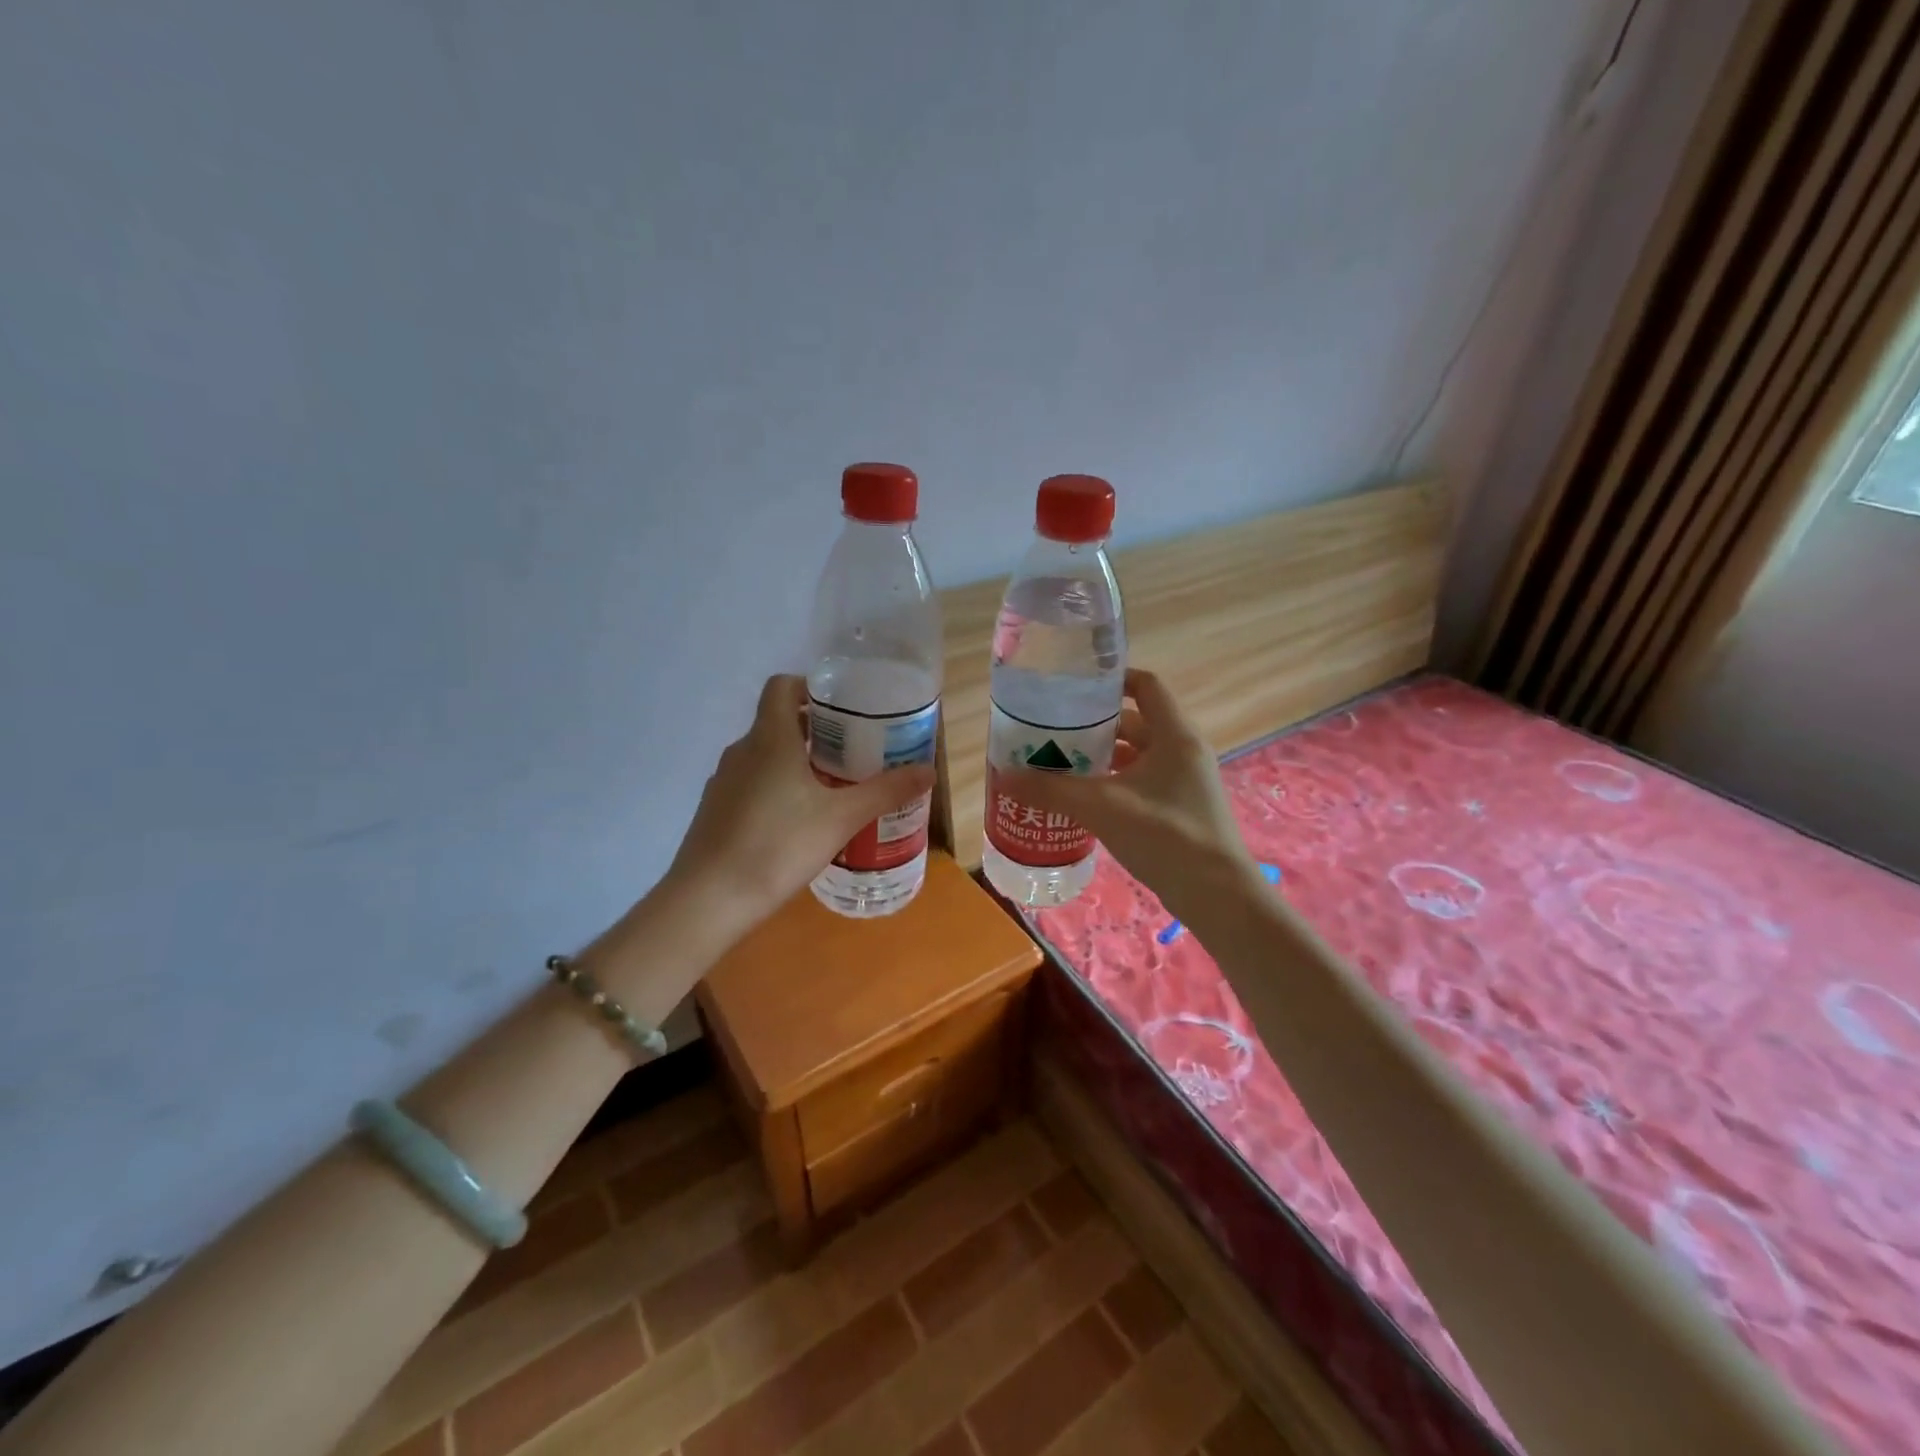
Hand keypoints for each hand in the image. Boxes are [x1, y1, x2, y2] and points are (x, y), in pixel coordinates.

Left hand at [665, 674, 934, 929]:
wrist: (709, 899)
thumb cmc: (779, 845)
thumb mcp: (842, 818)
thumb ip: (885, 791)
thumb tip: (929, 771)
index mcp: (770, 738)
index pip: (782, 686)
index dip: (810, 686)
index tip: (843, 707)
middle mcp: (742, 751)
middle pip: (778, 722)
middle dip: (816, 731)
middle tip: (853, 751)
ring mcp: (723, 782)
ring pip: (765, 756)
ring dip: (796, 762)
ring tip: (833, 787)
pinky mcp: (715, 810)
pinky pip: (752, 784)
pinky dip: (777, 788)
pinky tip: (799, 822)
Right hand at [1007, 668, 1260, 920]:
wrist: (1217, 896)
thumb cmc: (1165, 836)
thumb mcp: (1101, 807)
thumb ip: (1051, 790)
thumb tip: (1004, 776)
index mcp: (1174, 735)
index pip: (1146, 685)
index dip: (1112, 680)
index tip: (1075, 688)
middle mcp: (1183, 751)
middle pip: (1135, 723)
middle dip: (1094, 727)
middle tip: (1052, 733)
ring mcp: (1184, 782)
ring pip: (1136, 756)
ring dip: (1101, 759)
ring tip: (1059, 766)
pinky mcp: (1179, 809)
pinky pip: (1141, 783)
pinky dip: (1113, 784)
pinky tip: (1083, 801)